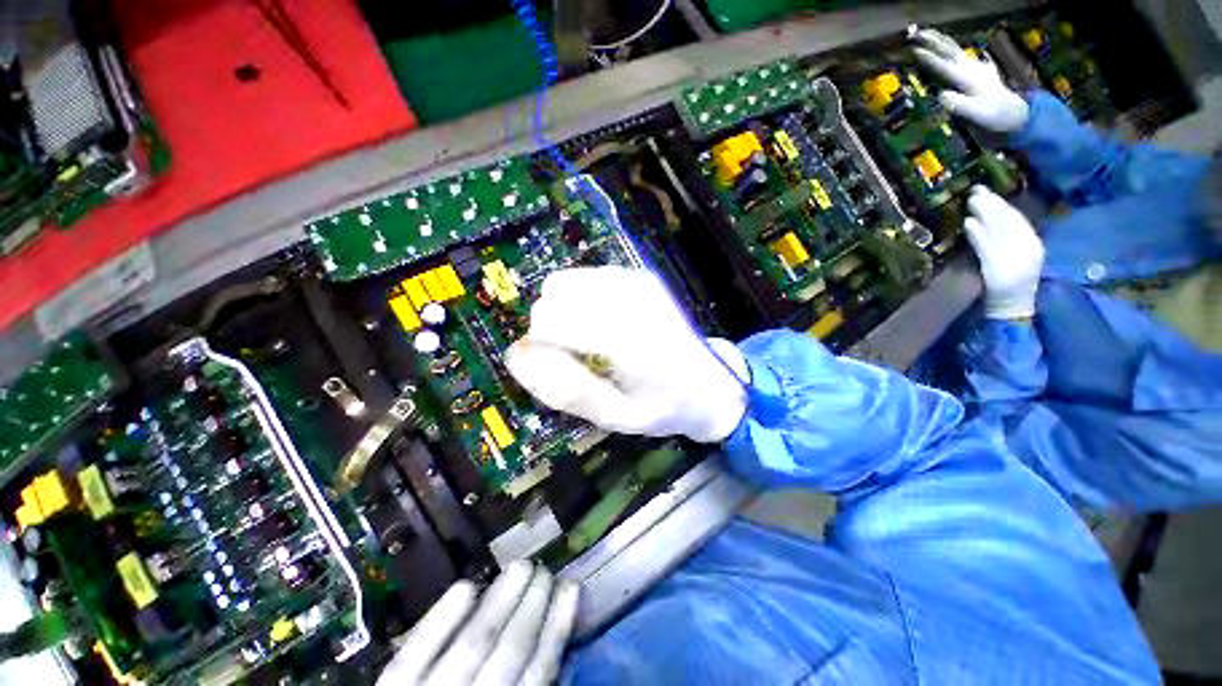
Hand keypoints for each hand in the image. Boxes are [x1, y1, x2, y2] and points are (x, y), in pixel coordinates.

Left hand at [377, 561, 578, 685]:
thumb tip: (551, 647)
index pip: (538, 676)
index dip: (556, 628)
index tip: (571, 589)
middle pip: (510, 651)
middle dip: (533, 604)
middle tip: (545, 569)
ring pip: (474, 643)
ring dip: (502, 599)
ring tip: (521, 566)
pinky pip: (416, 652)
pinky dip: (443, 618)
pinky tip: (467, 585)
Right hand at [506, 266, 747, 442]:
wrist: (709, 385)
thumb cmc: (662, 407)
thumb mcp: (613, 416)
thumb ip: (564, 388)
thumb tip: (516, 355)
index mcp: (629, 342)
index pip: (551, 320)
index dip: (540, 344)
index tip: (557, 365)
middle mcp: (632, 301)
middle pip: (552, 295)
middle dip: (550, 326)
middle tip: (575, 354)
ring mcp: (638, 282)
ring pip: (564, 281)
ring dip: (564, 310)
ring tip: (589, 339)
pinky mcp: (640, 276)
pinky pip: (585, 277)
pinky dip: (581, 298)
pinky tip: (602, 322)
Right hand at [910, 27, 1029, 132]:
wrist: (1014, 114)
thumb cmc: (992, 115)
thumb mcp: (972, 113)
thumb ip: (955, 103)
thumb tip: (940, 95)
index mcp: (966, 77)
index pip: (943, 64)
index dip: (928, 57)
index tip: (913, 50)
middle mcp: (970, 68)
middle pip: (949, 50)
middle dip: (934, 40)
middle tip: (917, 33)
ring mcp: (977, 68)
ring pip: (955, 50)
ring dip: (941, 42)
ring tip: (929, 36)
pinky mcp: (981, 72)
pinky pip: (964, 57)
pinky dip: (954, 50)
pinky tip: (951, 50)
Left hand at [964, 186, 1043, 319]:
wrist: (1011, 309)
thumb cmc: (1008, 284)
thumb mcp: (1015, 257)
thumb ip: (1009, 239)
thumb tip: (995, 217)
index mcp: (1034, 245)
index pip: (1018, 219)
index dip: (1003, 204)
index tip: (989, 191)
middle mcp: (1028, 247)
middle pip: (1009, 220)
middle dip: (992, 203)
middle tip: (976, 189)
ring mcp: (1013, 257)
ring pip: (998, 229)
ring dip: (984, 213)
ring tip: (971, 200)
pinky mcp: (997, 267)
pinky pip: (985, 246)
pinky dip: (977, 234)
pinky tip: (968, 223)